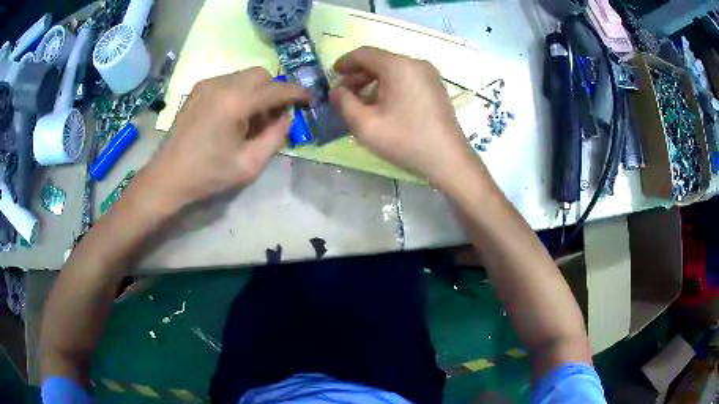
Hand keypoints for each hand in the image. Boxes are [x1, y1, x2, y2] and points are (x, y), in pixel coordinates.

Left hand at [143, 67, 307, 210]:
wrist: (168, 176)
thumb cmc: (208, 175)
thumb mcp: (249, 165)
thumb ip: (276, 137)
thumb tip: (287, 115)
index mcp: (235, 103)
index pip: (277, 89)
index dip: (297, 93)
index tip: (309, 99)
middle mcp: (222, 84)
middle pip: (262, 74)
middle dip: (274, 91)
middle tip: (273, 116)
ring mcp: (207, 84)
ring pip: (245, 76)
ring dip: (257, 92)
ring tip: (250, 120)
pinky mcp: (198, 89)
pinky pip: (229, 81)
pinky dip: (240, 92)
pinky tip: (232, 116)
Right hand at [330, 47, 478, 187]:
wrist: (448, 160)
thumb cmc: (405, 140)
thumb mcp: (365, 125)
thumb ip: (344, 103)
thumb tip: (335, 90)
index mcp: (398, 66)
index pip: (364, 54)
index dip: (344, 63)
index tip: (332, 76)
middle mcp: (415, 63)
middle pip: (379, 61)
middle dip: (358, 75)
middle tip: (344, 94)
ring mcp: (429, 75)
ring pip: (393, 70)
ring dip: (373, 82)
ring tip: (361, 103)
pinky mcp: (436, 87)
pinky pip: (407, 79)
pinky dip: (390, 86)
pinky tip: (383, 106)